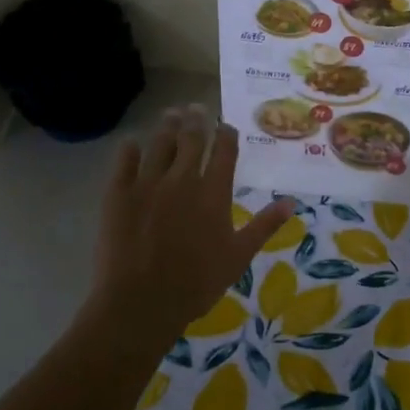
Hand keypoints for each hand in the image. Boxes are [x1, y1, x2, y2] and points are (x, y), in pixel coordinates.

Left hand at [90, 104, 295, 342]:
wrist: (141, 301)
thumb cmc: (196, 283)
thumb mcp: (238, 257)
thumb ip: (264, 226)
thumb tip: (291, 202)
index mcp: (213, 192)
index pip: (224, 150)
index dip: (226, 134)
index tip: (226, 125)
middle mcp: (182, 178)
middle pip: (191, 138)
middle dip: (196, 120)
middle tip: (196, 107)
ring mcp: (148, 183)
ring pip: (159, 143)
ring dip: (167, 125)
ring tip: (171, 113)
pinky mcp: (118, 193)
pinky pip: (124, 161)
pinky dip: (130, 149)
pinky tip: (132, 143)